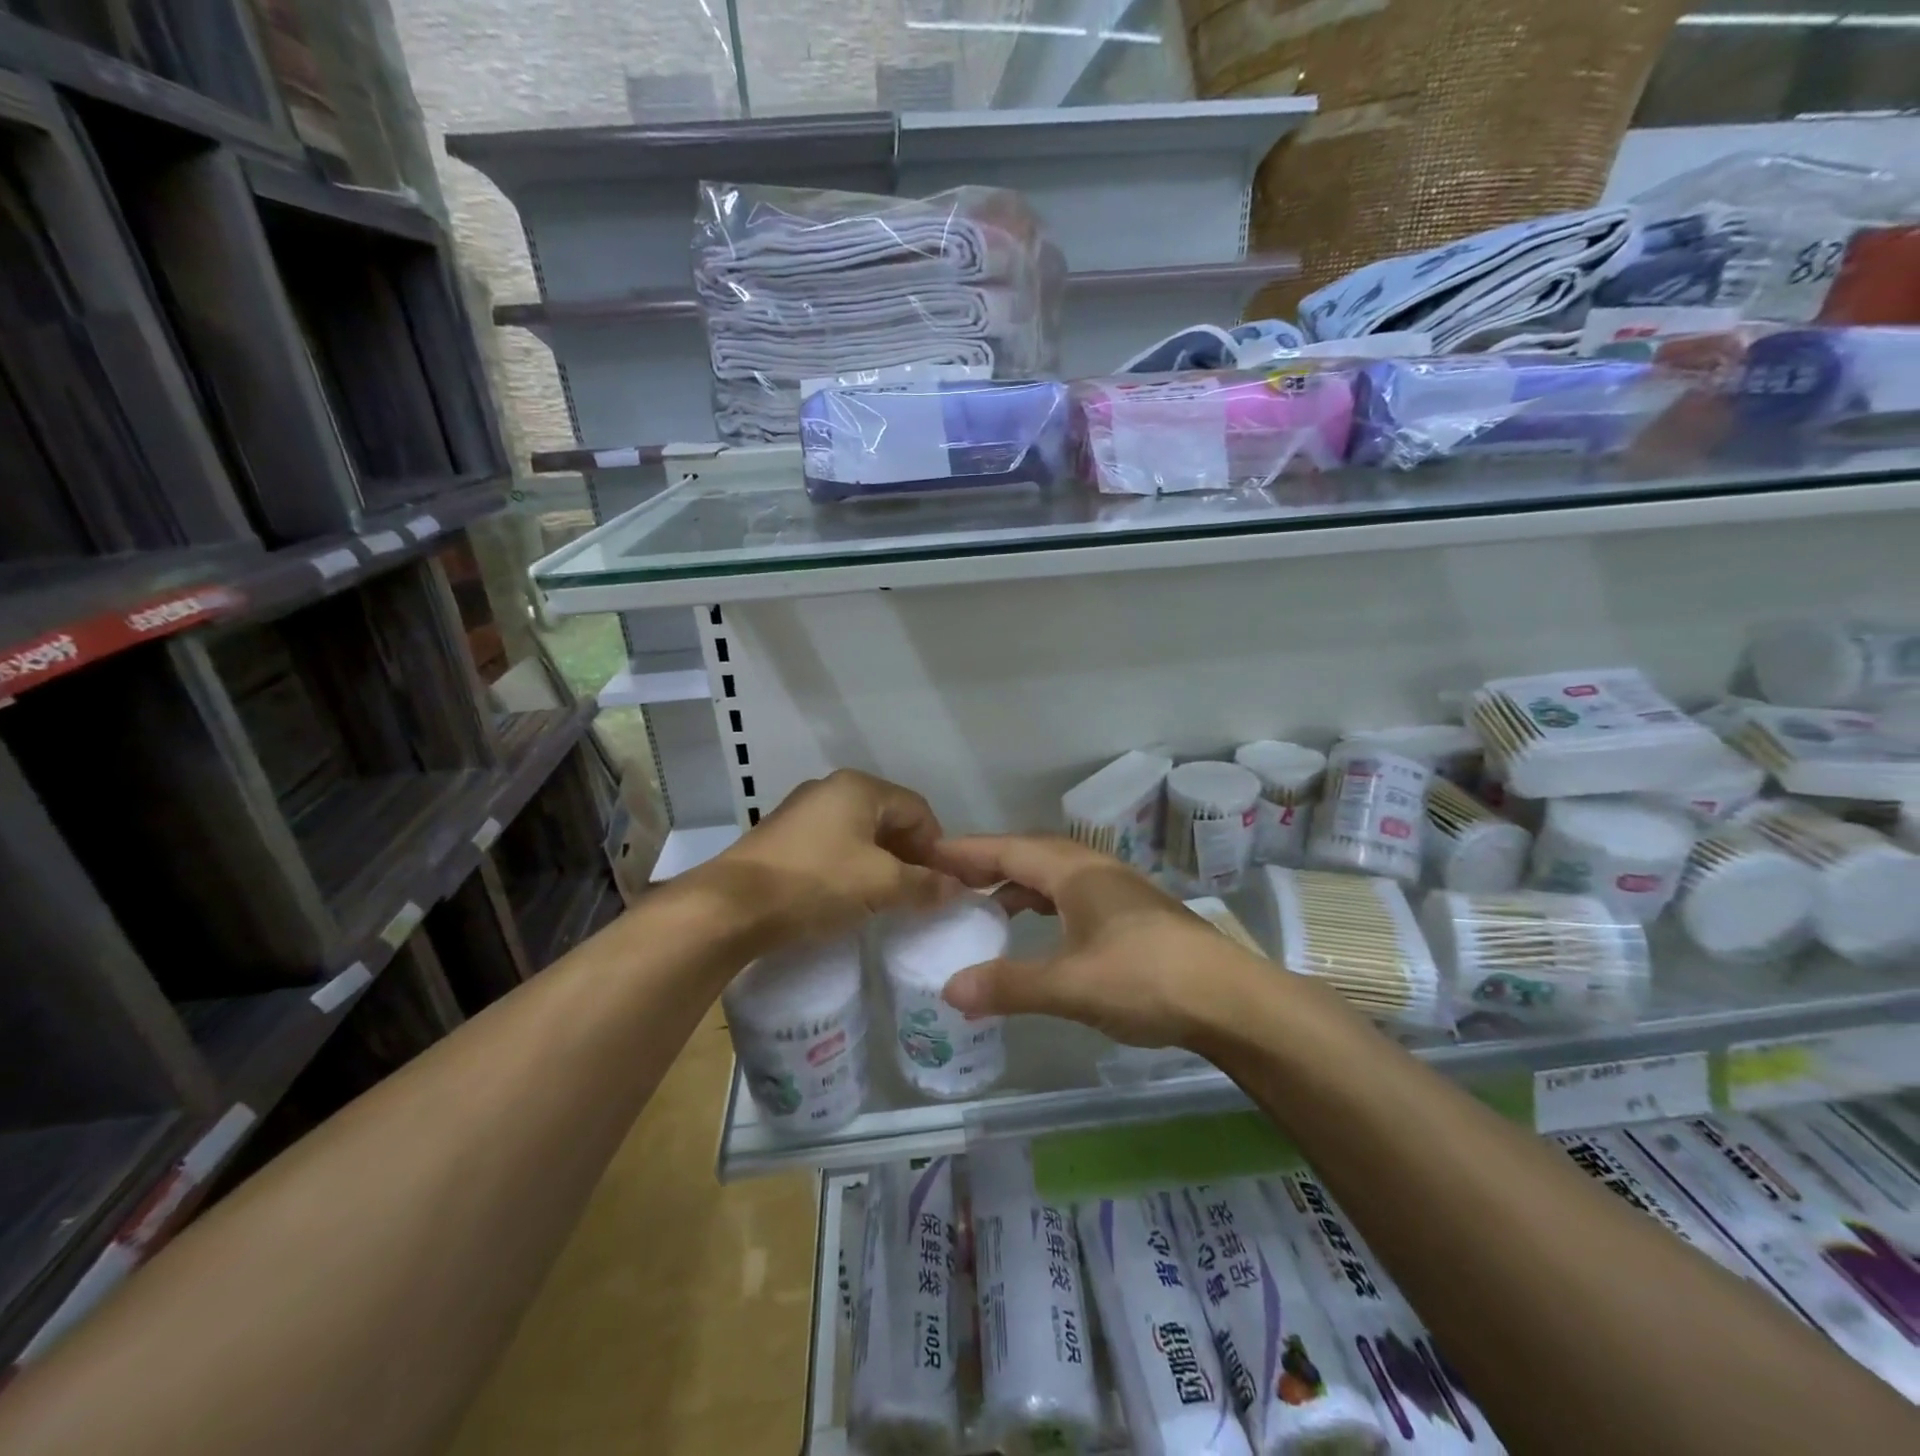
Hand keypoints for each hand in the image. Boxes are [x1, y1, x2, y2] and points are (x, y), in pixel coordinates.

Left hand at [699, 769, 952, 949]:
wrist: (731, 907)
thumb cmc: (816, 884)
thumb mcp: (881, 886)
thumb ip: (924, 884)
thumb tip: (955, 888)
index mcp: (859, 788)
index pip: (918, 809)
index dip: (937, 845)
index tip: (941, 882)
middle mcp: (830, 789)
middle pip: (888, 818)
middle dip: (909, 854)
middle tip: (918, 892)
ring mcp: (802, 811)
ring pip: (859, 833)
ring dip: (880, 862)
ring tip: (886, 898)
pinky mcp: (782, 837)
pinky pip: (832, 845)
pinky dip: (850, 866)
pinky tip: (848, 896)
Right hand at [931, 835, 1265, 1047]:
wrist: (1231, 999)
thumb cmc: (1146, 980)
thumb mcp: (1071, 986)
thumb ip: (1009, 985)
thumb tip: (949, 989)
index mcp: (1075, 872)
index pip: (1008, 850)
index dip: (966, 851)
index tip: (927, 853)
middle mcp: (1095, 868)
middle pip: (1030, 853)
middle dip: (987, 862)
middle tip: (947, 877)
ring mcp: (1117, 888)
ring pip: (1053, 872)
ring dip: (1017, 881)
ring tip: (983, 904)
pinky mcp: (1132, 911)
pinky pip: (1071, 892)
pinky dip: (1043, 901)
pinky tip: (1038, 927)